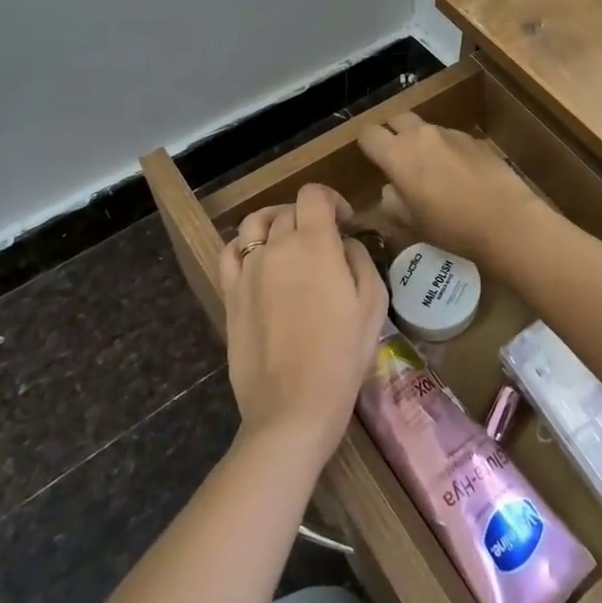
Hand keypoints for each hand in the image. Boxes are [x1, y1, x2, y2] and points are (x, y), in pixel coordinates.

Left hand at [219, 185, 387, 454]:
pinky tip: (256, 257)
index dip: (332, 199)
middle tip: (325, 242)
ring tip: (287, 240)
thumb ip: (359, 260)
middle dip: (310, 216)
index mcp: (315, 244)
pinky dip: (243, 243)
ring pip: (255, 224)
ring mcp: (248, 270)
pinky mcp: (230, 294)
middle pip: (288, 210)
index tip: (345, 223)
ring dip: (274, 221)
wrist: (293, 407)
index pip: (314, 195)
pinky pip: (229, 252)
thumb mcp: (373, 304)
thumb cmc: (342, 356)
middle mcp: (277, 246)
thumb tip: (344, 243)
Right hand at [357, 112, 542, 265]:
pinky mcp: (474, 139)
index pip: (369, 134)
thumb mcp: (410, 223)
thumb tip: (391, 188)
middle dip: (393, 134)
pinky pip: (450, 138)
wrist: (506, 219)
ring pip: (425, 128)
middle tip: (398, 160)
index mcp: (398, 154)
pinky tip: (459, 175)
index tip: (373, 162)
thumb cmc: (450, 226)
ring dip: (421, 142)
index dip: (368, 147)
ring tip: (432, 171)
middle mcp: (422, 134)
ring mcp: (450, 133)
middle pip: (396, 119)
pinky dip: (446, 149)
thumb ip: (391, 201)